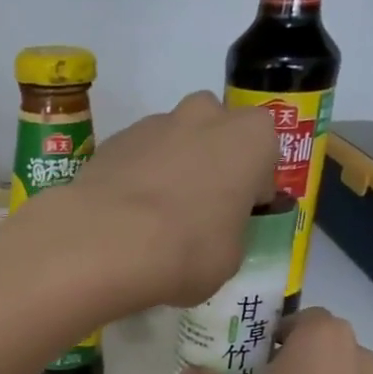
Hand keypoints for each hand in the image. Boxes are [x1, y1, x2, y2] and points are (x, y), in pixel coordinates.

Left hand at [32, 91, 276, 313]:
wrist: (108, 242)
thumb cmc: (188, 250)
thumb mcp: (230, 258)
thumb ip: (230, 232)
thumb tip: (214, 233)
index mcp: (251, 137)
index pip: (264, 154)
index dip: (252, 186)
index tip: (238, 214)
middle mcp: (205, 115)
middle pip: (216, 132)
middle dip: (210, 162)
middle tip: (198, 209)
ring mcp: (154, 123)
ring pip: (172, 141)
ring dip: (170, 169)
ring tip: (153, 219)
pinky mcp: (112, 140)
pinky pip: (135, 157)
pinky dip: (134, 179)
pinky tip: (123, 218)